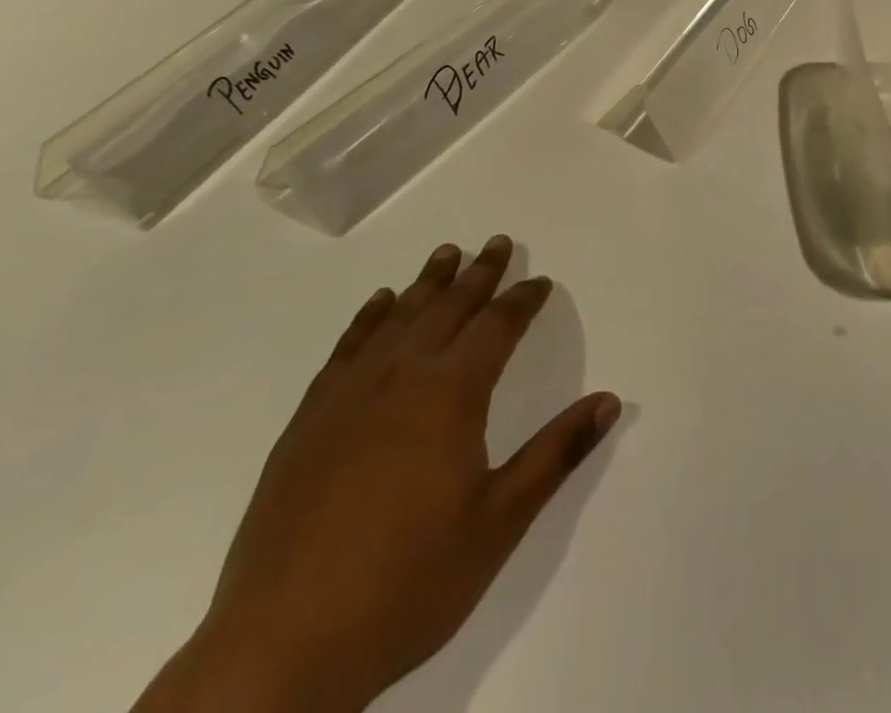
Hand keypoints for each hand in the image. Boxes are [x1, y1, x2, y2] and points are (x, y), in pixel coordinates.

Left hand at [135, 236, 620, 712]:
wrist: (281, 647)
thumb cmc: (407, 583)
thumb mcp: (499, 522)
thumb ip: (556, 454)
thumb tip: (610, 401)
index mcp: (451, 394)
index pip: (497, 327)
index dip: (522, 300)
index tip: (539, 281)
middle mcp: (401, 377)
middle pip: (449, 308)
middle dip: (478, 273)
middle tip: (497, 242)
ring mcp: (349, 396)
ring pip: (398, 318)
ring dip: (427, 283)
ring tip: (446, 253)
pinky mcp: (308, 422)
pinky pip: (346, 349)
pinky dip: (368, 319)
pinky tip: (378, 304)